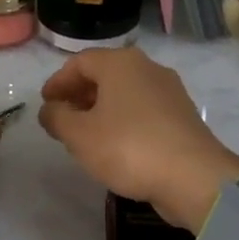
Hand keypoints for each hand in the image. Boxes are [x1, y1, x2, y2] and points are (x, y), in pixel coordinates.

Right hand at [38, 48, 238, 231]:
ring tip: (86, 134)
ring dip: (102, 108)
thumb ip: (57, 118)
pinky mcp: (182, 115)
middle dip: (80, 94)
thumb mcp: (79, 135)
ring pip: (126, 92)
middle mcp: (148, 68)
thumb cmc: (128, 148)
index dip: (58, 81)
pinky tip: (116, 144)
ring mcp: (170, 91)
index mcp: (121, 63)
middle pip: (105, 74)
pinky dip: (124, 119)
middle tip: (62, 118)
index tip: (45, 103)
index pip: (80, 62)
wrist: (193, 176)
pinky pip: (143, 109)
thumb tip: (50, 109)